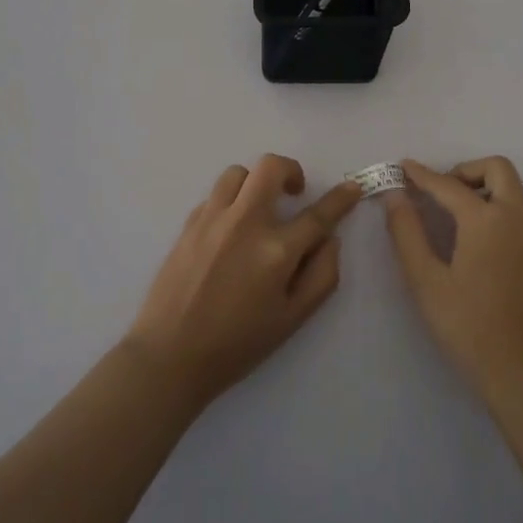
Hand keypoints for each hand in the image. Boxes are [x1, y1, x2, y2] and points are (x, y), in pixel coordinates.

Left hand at [125, 155, 361, 408]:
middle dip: (291, 170)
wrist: (169, 355)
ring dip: (256, 182)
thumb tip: (329, 239)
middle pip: (271, 167)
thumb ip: (322, 275)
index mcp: (276, 250)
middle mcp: (245, 223)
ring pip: (238, 172)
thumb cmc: (237, 344)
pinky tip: (232, 229)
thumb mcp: (293, 319)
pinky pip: (215, 195)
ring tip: (260, 208)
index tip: (352, 187)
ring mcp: (212, 219)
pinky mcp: (188, 224)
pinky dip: (232, 201)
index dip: (341, 197)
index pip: (318, 213)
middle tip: (295, 193)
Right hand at [384, 156, 522, 409]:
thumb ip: (407, 232)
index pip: (448, 184)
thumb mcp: (426, 281)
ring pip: (515, 191)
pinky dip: (501, 210)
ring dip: (486, 189)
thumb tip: (395, 196)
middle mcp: (518, 218)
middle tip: (440, 193)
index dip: (422, 174)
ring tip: (457, 217)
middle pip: (497, 169)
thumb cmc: (468, 327)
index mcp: (487, 220)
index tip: (403, 167)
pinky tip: (481, 245)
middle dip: (465, 171)